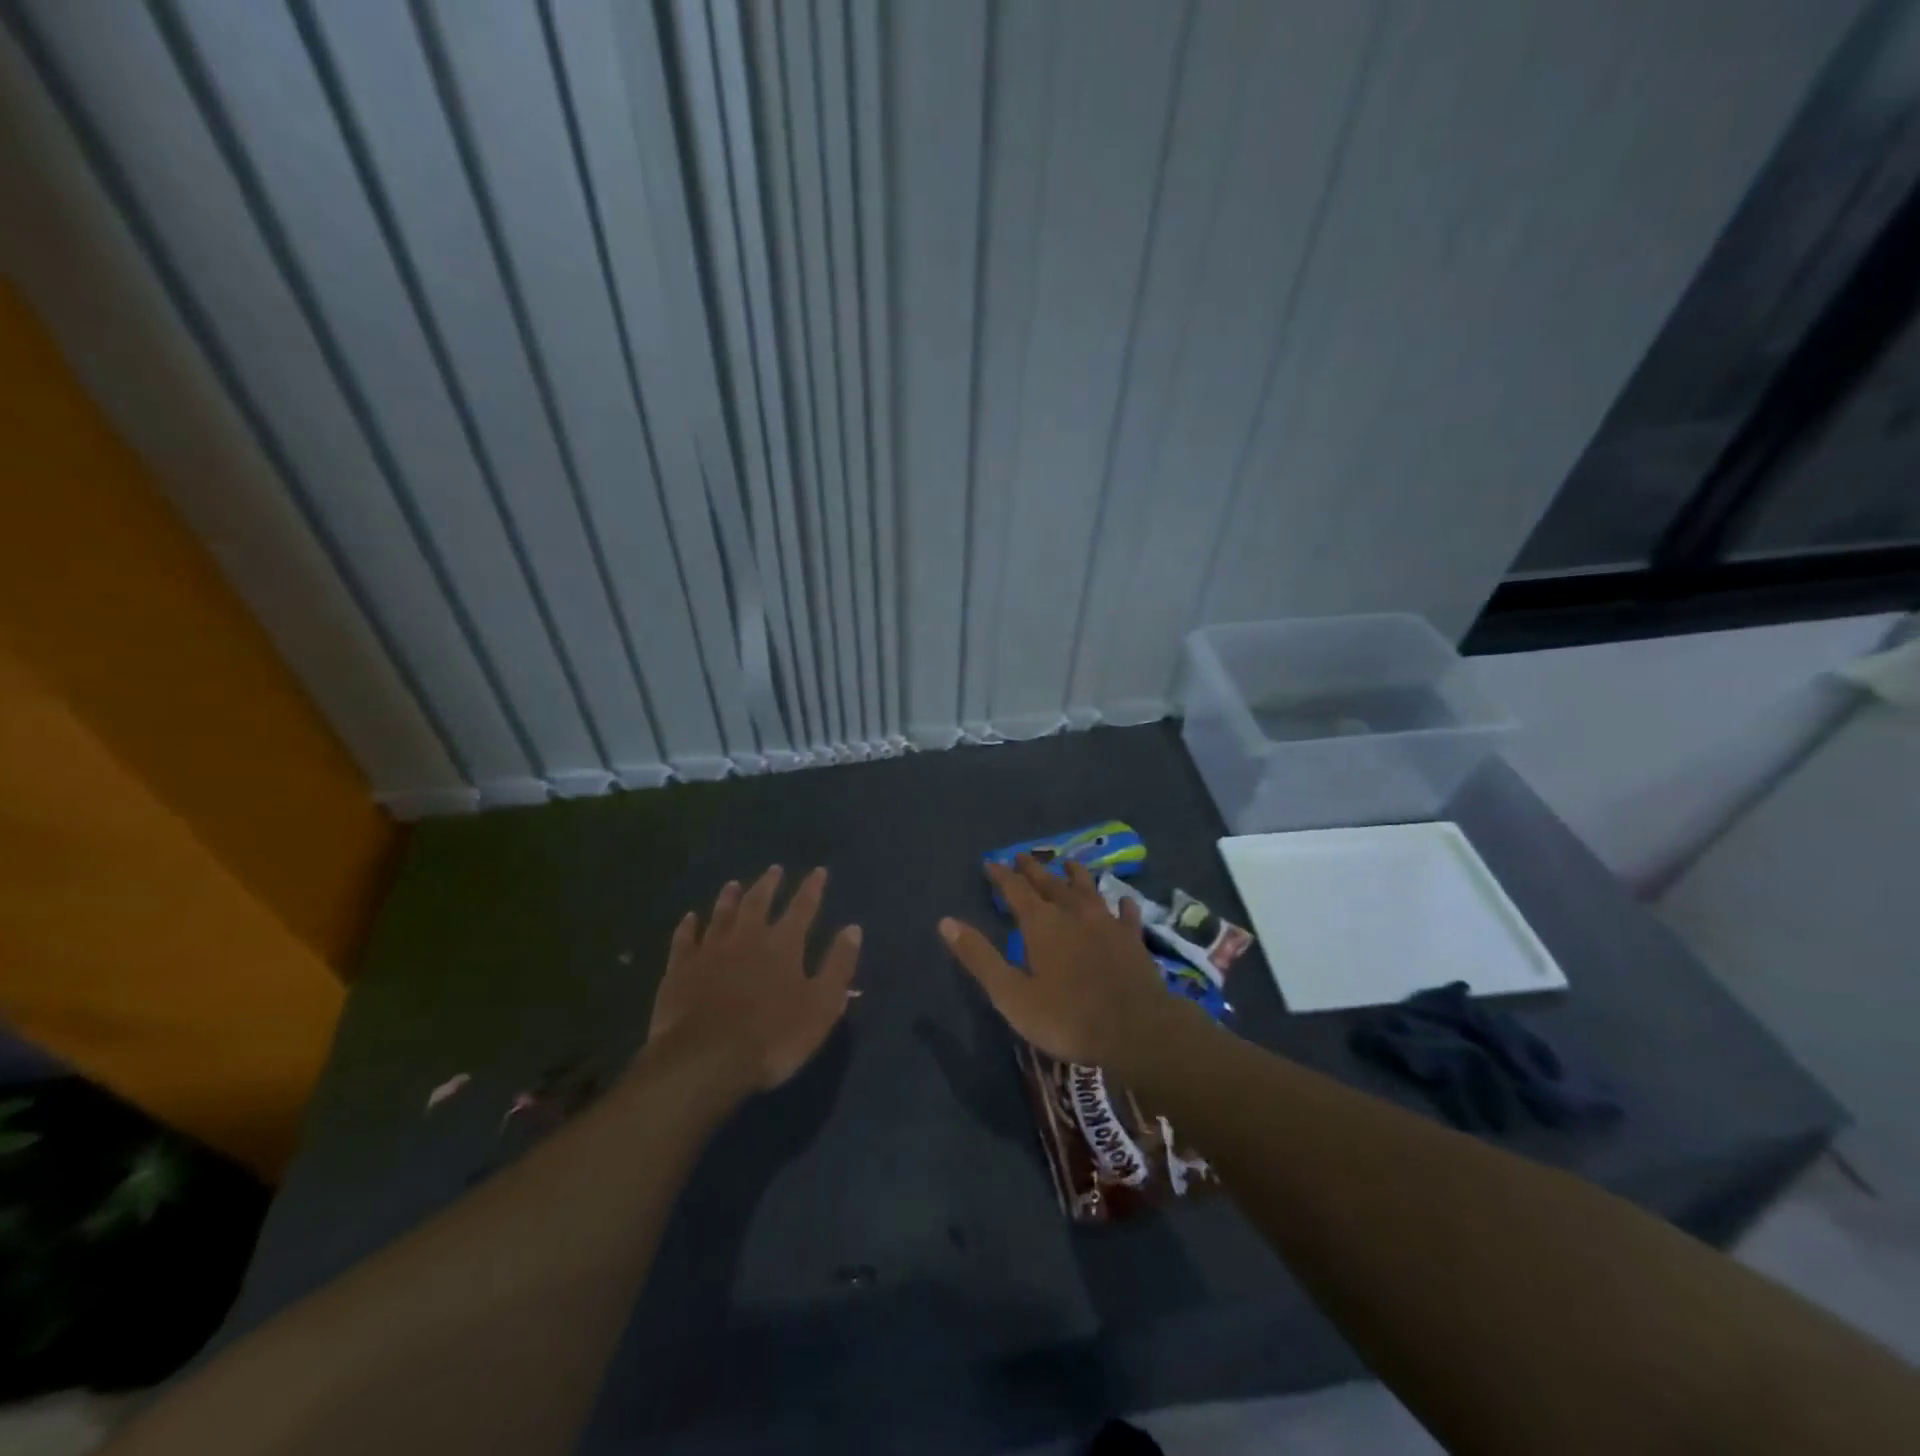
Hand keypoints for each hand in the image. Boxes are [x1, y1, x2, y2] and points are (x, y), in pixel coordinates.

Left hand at [644, 866, 861, 1092]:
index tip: (818, 871)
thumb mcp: (821, 1005)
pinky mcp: (680, 969)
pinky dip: (688, 927)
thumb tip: (853, 929)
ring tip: (733, 884)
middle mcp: (747, 937)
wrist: (704, 1059)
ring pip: (721, 914)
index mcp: (783, 944)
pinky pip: (684, 940)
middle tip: (774, 870)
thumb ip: (838, 966)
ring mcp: (710, 951)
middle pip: (758, 902)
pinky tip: (690, 918)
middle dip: (769, 884)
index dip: (812, 888)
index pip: (803, 907)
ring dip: (729, 898)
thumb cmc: (773, 1036)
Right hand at [938, 855, 1199, 1071]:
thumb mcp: (1012, 994)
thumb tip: (946, 922)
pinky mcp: (1133, 941)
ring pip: (1088, 891)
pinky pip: (1126, 915)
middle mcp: (1074, 914)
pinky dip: (1121, 905)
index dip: (1001, 876)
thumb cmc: (1067, 1017)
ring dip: (1076, 876)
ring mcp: (1107, 925)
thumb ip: (980, 957)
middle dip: (1033, 870)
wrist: (1136, 1030)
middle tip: (1022, 855)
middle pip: (1050, 884)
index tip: (991, 862)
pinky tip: (1123, 900)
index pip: (1015, 890)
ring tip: (1069, 862)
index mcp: (1042, 924)